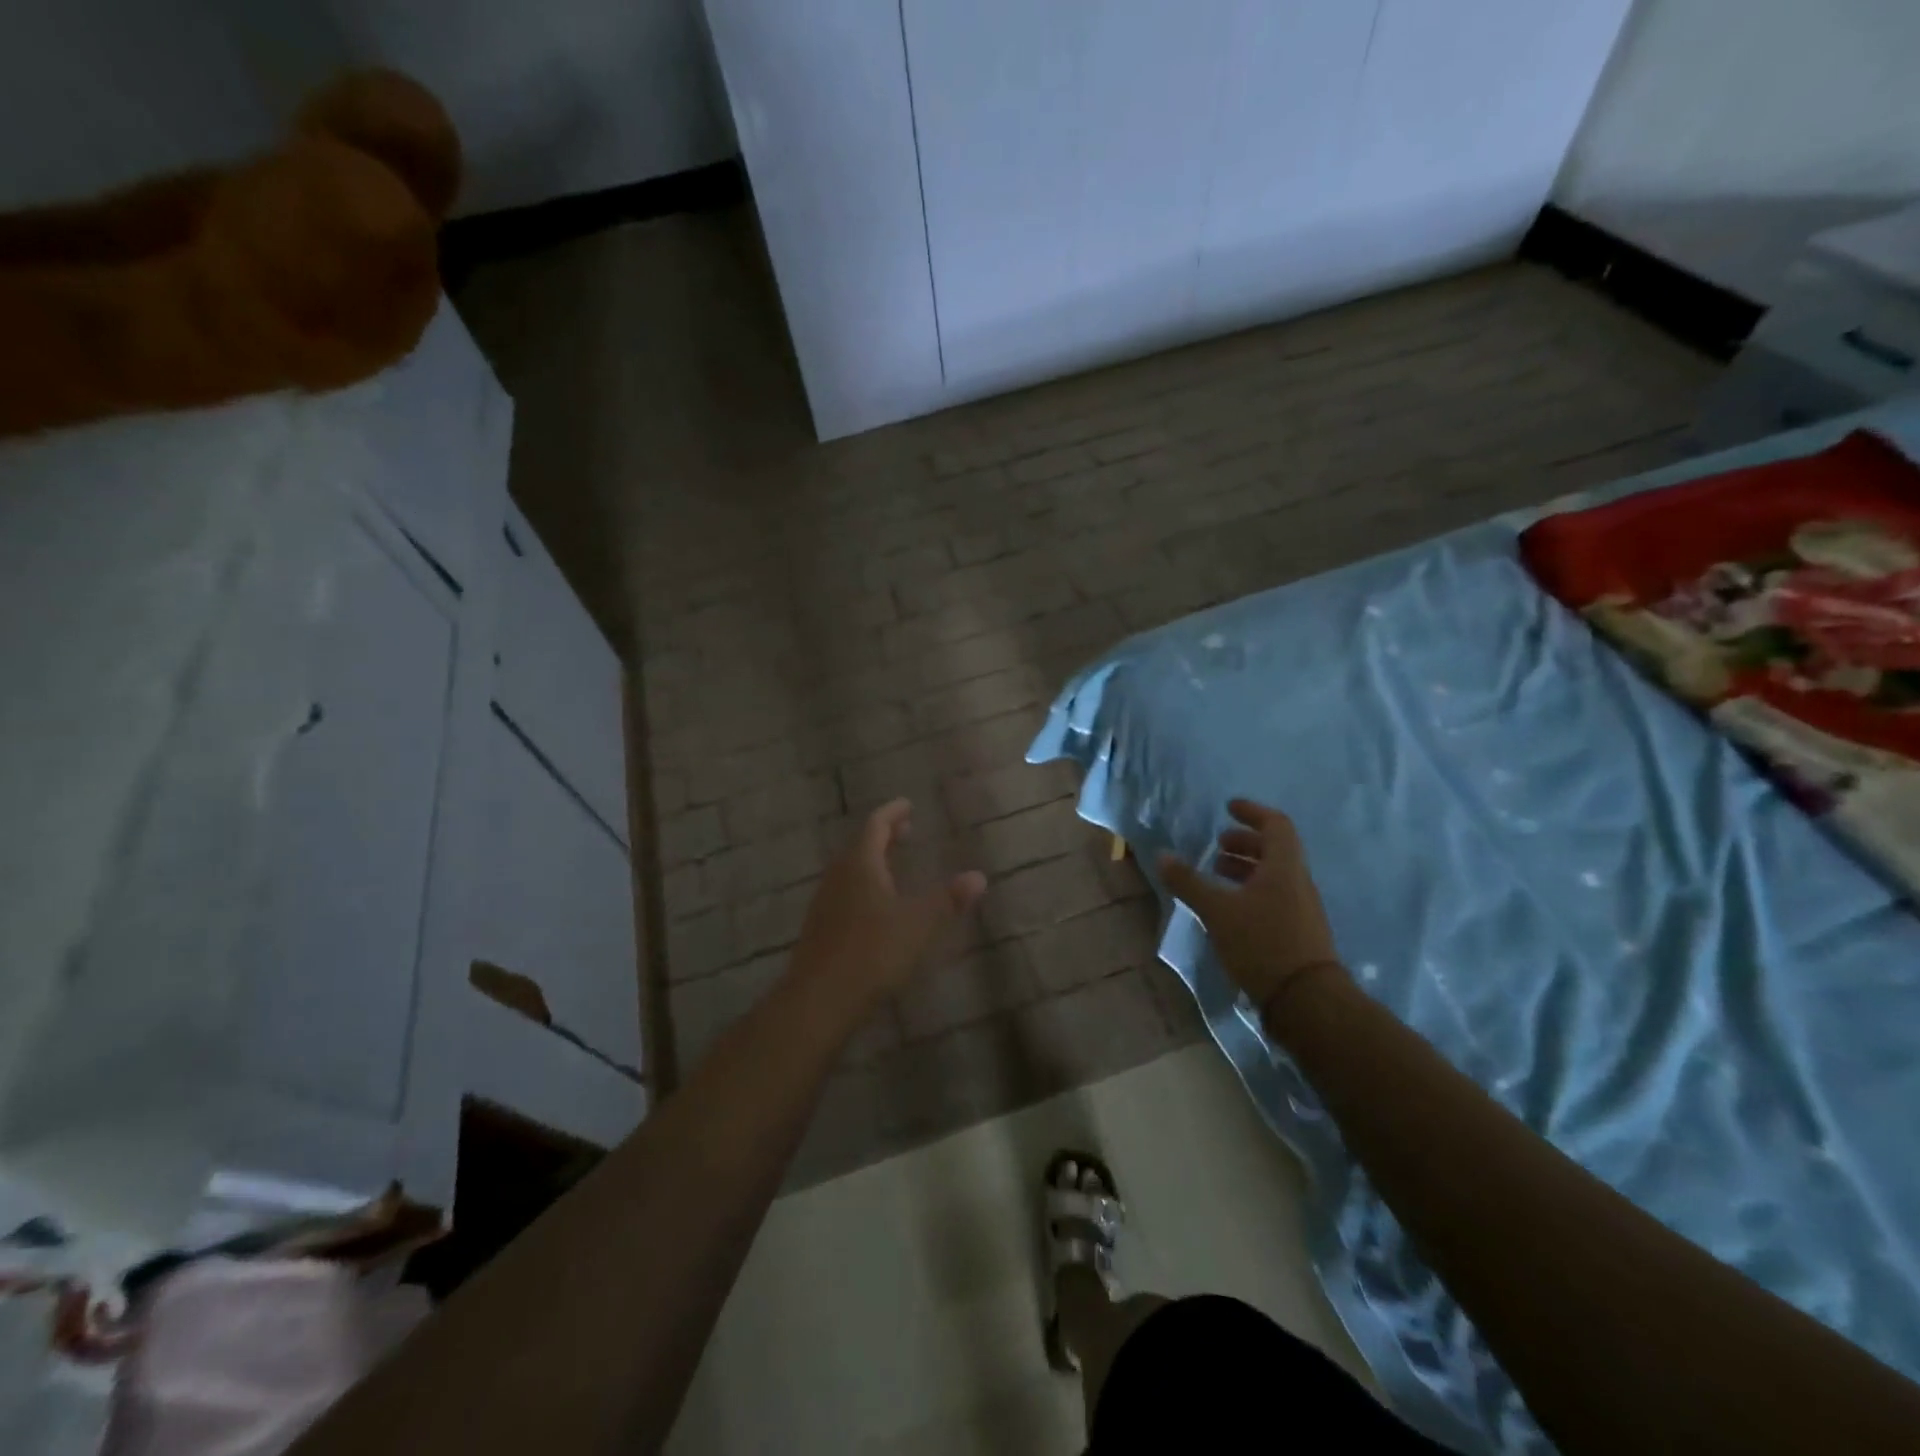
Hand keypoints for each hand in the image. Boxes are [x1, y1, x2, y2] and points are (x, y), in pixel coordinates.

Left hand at [790, 799, 986, 1011]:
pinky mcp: (820, 928)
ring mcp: (824, 903)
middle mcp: (838, 876)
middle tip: (905, 831)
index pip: (875, 825)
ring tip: (892, 865)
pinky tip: (875, 906)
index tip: (908, 805)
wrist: (819, 1000)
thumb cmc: (873, 952)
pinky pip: (844, 892)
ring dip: (872, 861)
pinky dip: (863, 885)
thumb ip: (948, 899)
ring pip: (849, 870)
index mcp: (860, 865)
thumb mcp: (919, 924)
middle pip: (860, 845)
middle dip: (883, 835)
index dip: (892, 812)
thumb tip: (978, 876)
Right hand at [1159, 799, 1343, 1010]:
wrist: (1306, 1000)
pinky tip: (1229, 907)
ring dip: (1246, 868)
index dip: (1252, 812)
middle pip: (1274, 850)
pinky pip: (1274, 896)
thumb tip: (1162, 856)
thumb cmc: (1262, 943)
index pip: (1275, 825)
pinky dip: (1251, 890)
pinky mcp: (1298, 931)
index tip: (1228, 808)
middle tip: (1217, 846)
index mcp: (1284, 867)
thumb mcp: (1217, 910)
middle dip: (1244, 843)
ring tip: (1217, 874)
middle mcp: (1298, 881)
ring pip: (1274, 875)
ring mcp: (1301, 908)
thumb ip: (1189, 882)